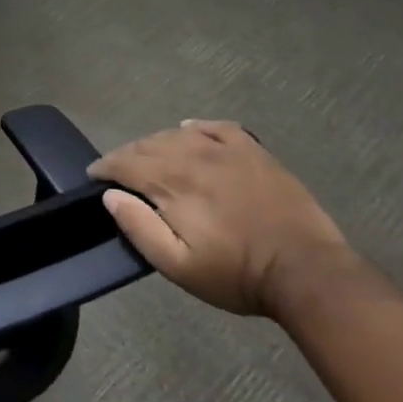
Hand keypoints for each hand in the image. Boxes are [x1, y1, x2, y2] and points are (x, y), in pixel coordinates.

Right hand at [90, 121, 354, 316]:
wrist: (308, 273)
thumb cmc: (237, 274)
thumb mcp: (178, 265)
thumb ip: (139, 228)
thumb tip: (111, 195)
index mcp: (173, 184)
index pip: (125, 163)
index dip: (104, 167)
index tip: (94, 176)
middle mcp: (194, 157)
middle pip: (147, 145)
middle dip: (125, 155)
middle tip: (117, 171)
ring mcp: (228, 152)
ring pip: (177, 134)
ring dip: (155, 143)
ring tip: (149, 157)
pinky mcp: (255, 153)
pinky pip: (218, 128)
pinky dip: (197, 127)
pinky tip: (190, 130)